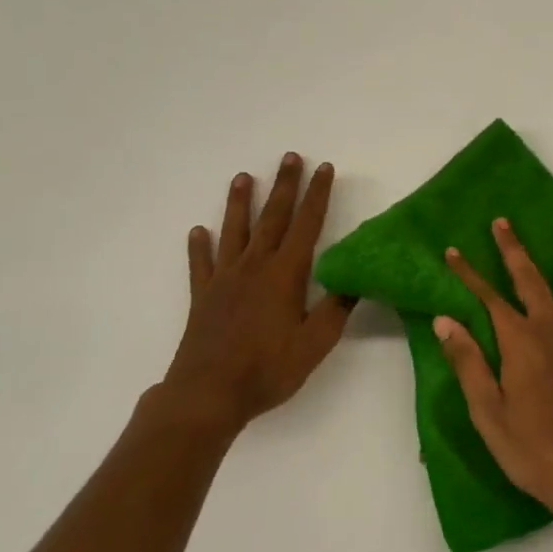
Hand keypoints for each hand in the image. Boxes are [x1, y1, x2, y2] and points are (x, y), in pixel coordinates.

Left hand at [159, 154, 353, 432]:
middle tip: (290, 156)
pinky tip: (197, 231)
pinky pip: (201, 264)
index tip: (324, 168)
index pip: (307, 224)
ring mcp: (225, 279)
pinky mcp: (203, 296)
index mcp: (285, 273)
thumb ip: (336, 309)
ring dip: (240, 203)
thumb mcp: (315, 344)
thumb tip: (356, 278)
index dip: (317, 194)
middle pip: (273, 217)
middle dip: (284, 185)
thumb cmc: (267, 369)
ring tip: (242, 177)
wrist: (207, 395)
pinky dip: (199, 246)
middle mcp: (255, 266)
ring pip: (234, 231)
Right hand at [434, 219, 552, 519]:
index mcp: (519, 341)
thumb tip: (445, 319)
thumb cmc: (530, 447)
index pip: (488, 297)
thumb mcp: (487, 410)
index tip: (454, 251)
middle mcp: (551, 328)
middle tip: (503, 222)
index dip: (469, 273)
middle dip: (513, 249)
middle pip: (530, 279)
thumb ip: (468, 361)